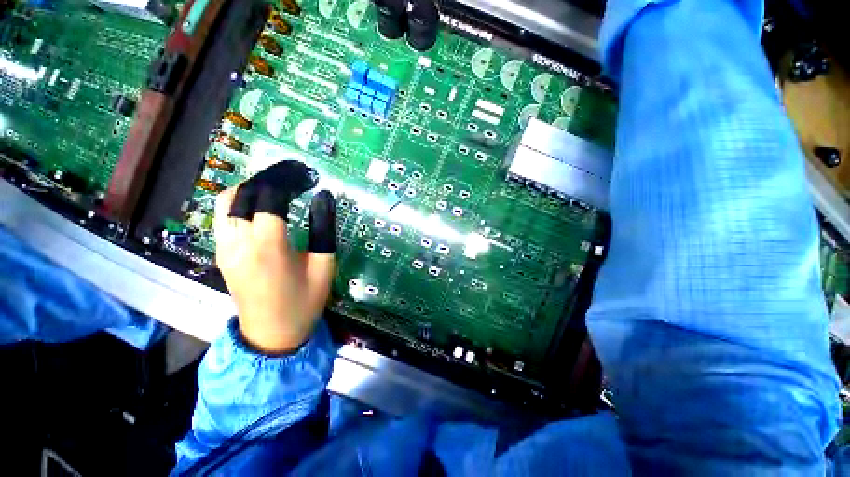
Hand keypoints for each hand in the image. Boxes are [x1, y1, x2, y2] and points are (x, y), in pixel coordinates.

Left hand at [214, 161, 335, 353]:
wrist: (272, 335)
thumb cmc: (304, 302)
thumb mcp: (324, 265)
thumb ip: (324, 228)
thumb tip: (323, 197)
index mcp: (267, 246)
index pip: (270, 197)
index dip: (289, 180)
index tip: (307, 175)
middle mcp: (238, 242)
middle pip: (245, 193)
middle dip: (271, 177)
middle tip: (296, 176)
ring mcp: (224, 248)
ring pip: (227, 201)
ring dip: (252, 186)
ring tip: (278, 185)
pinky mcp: (220, 253)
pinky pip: (223, 216)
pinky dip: (240, 201)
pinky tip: (260, 204)